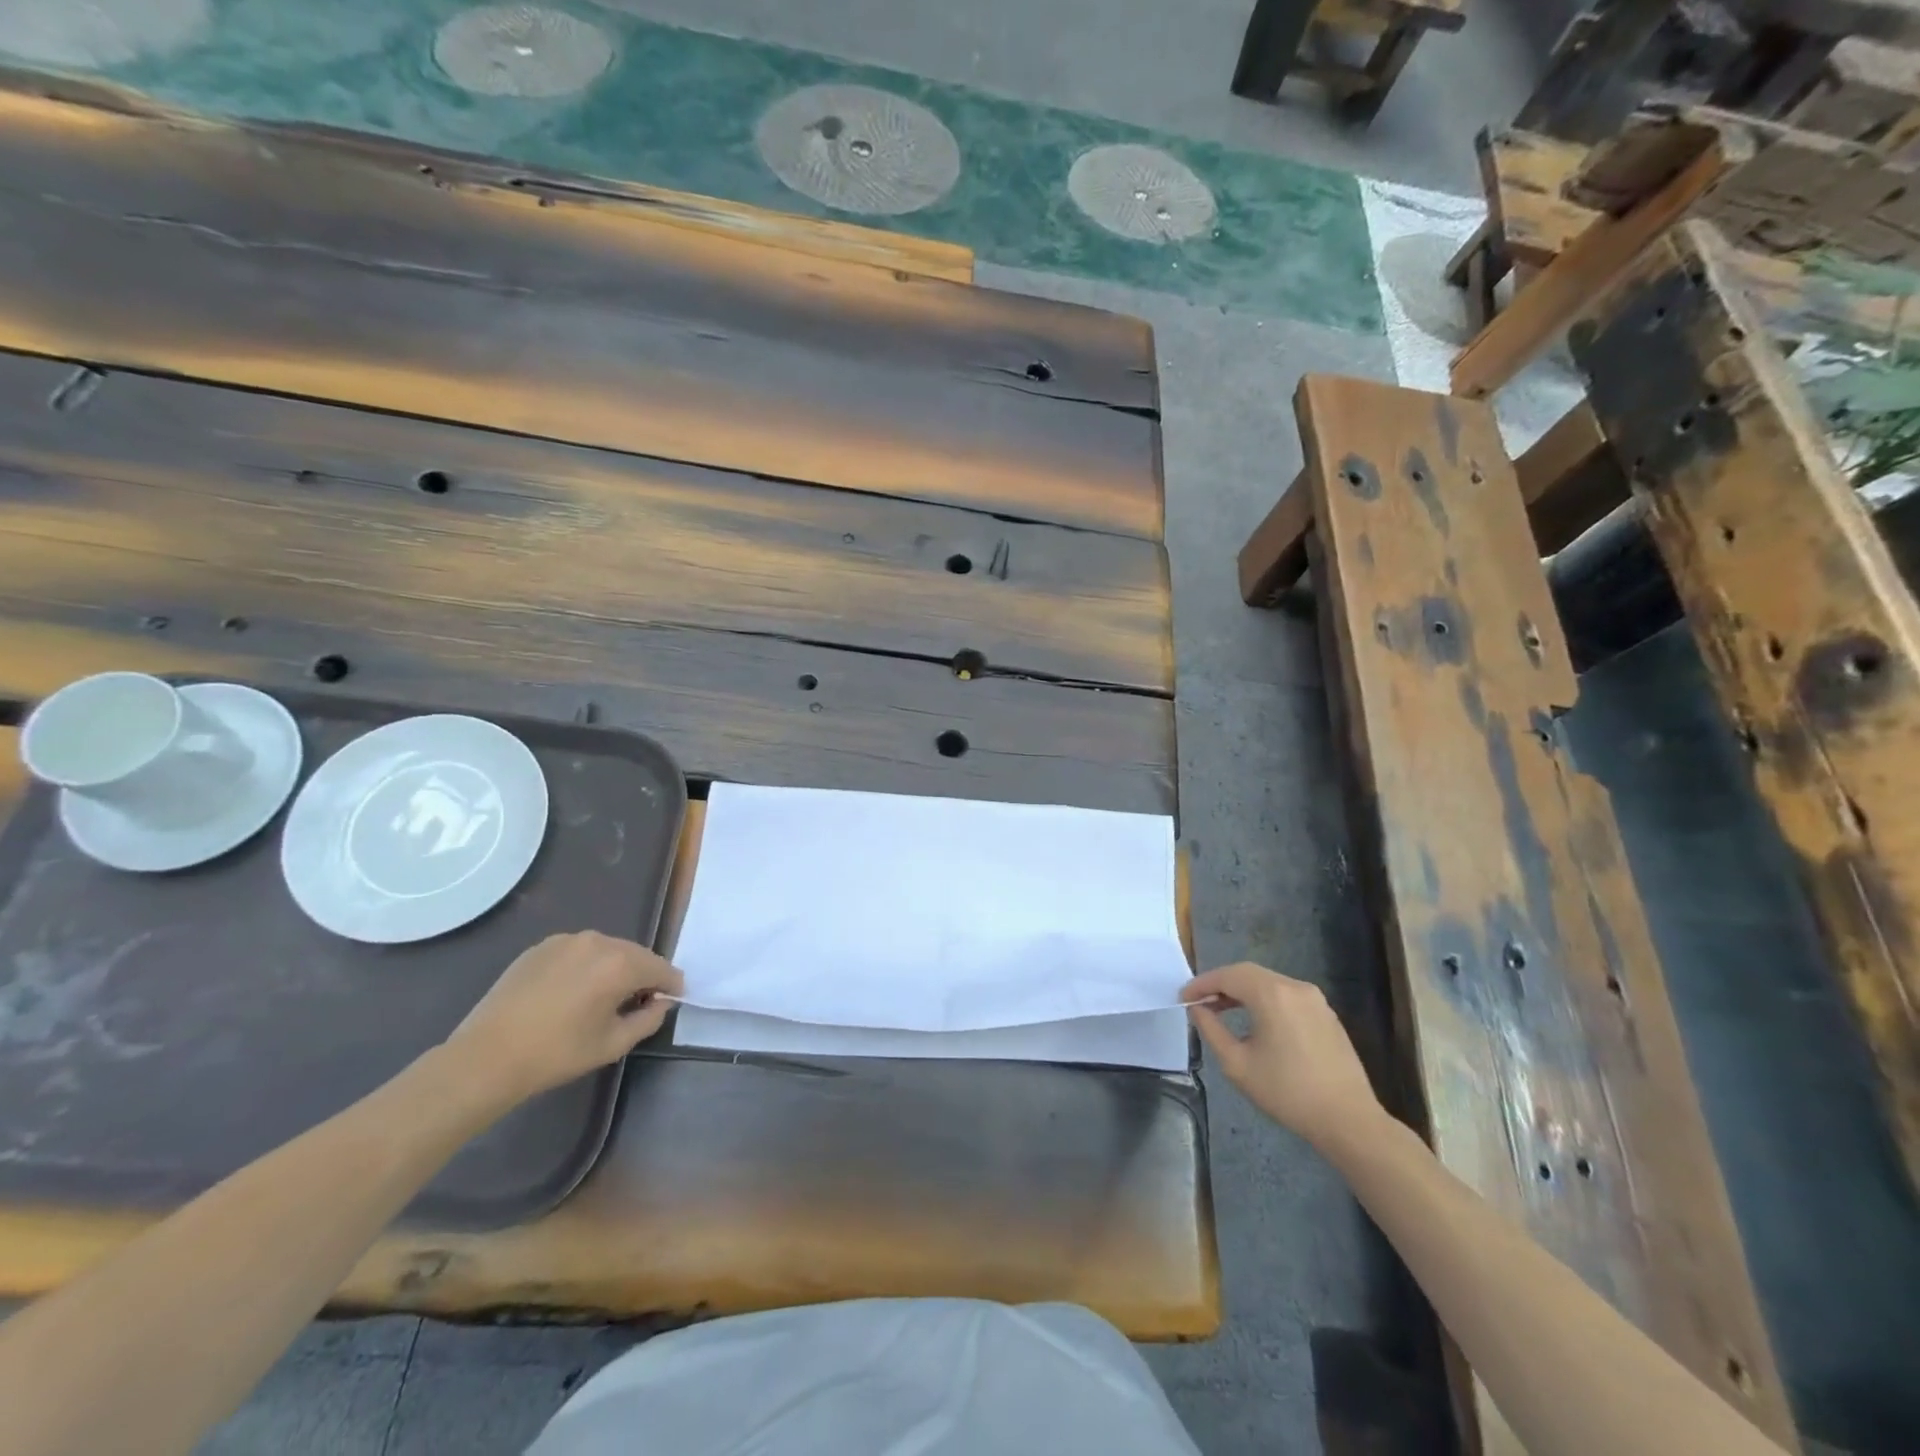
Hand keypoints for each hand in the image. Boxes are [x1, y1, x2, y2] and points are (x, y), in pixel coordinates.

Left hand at [446, 932, 681, 1102]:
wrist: (486, 1057)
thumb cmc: (556, 1054)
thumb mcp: (613, 1044)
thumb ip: (649, 1019)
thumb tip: (662, 1002)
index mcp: (620, 964)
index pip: (661, 968)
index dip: (670, 986)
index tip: (669, 1001)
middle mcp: (597, 941)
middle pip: (635, 955)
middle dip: (642, 976)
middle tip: (636, 1004)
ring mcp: (566, 940)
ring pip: (606, 951)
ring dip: (613, 969)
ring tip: (600, 998)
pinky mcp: (541, 947)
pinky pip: (578, 952)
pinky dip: (585, 967)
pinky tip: (570, 993)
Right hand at [1181, 962, 1386, 1153]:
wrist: (1348, 1120)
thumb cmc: (1287, 1092)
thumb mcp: (1237, 1064)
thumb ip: (1211, 1030)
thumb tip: (1198, 1009)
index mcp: (1272, 994)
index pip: (1227, 976)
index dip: (1202, 984)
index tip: (1183, 998)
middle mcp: (1295, 987)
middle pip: (1248, 973)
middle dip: (1221, 984)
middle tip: (1199, 1002)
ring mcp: (1315, 999)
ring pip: (1269, 983)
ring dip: (1243, 991)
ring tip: (1223, 1010)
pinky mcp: (1327, 1014)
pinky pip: (1287, 996)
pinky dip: (1265, 1000)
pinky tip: (1256, 1022)